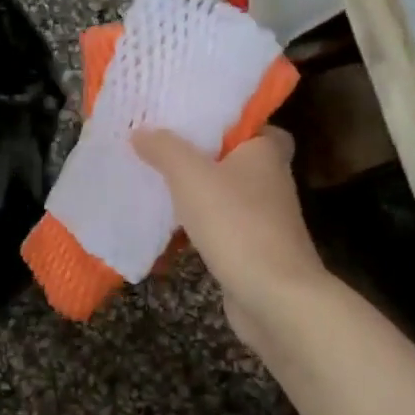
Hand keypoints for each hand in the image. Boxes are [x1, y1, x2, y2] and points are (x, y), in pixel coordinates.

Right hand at [132, 126, 330, 346]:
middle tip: (161, 147)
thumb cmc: (235, 222)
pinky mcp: (252, 247)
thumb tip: (141, 131)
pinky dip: (197, 223)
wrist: (273, 295)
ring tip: (155, 180)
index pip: (253, 123)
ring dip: (196, 191)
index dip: (224, 121)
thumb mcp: (190, 175)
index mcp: (265, 152)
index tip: (190, 119)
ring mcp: (264, 217)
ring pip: (224, 193)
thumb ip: (164, 149)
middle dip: (200, 155)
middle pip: (233, 158)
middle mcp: (271, 180)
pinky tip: (168, 224)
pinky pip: (220, 224)